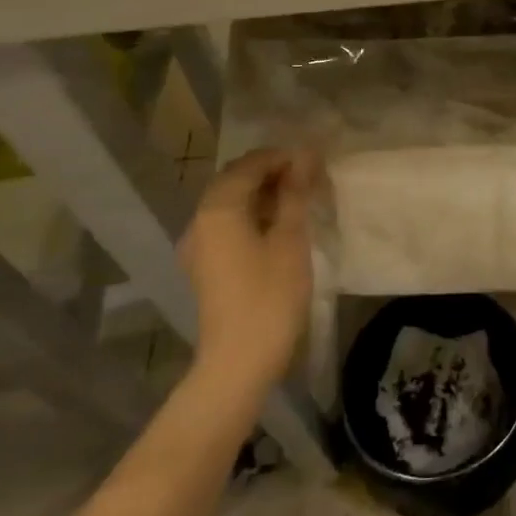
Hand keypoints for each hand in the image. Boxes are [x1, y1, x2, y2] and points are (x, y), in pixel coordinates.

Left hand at [178, 148, 315, 386]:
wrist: (239, 360)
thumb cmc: (270, 295)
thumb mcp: (290, 238)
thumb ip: (295, 192)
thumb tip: (305, 154)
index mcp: (218, 208)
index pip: (250, 164)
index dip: (282, 157)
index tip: (316, 163)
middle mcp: (200, 220)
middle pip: (236, 180)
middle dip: (272, 173)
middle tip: (310, 179)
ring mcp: (199, 245)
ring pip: (231, 203)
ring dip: (264, 194)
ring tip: (300, 200)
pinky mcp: (206, 264)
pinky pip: (228, 224)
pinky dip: (253, 215)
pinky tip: (280, 226)